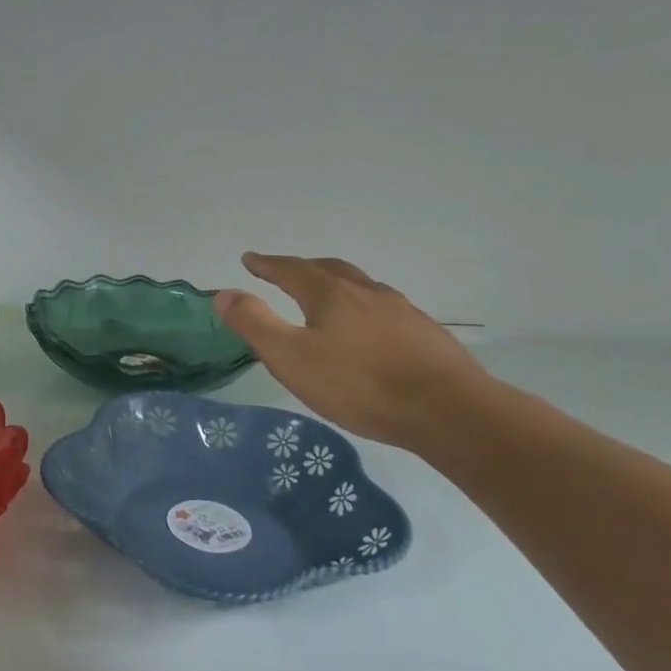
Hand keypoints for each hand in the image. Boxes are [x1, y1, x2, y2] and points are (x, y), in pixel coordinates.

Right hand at [214, 253, 498, 450]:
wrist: (448, 410)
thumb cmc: (358, 384)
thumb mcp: (291, 358)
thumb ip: (254, 324)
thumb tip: (222, 293)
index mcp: (330, 295)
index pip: (291, 270)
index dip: (267, 264)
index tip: (250, 259)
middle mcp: (366, 292)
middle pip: (329, 269)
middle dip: (303, 267)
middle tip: (285, 270)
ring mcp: (401, 311)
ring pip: (361, 286)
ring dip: (337, 283)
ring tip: (327, 294)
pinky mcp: (425, 333)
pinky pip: (384, 308)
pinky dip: (364, 306)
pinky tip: (369, 327)